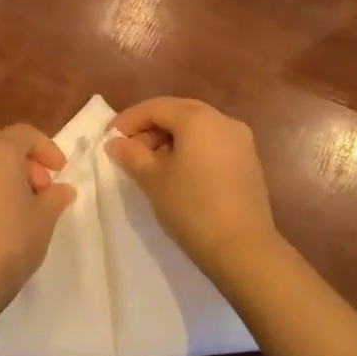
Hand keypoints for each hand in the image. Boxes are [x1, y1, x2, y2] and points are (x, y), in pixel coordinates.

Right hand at [106, 98, 278, 278]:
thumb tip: (116, 143)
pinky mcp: (248, 161)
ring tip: (150, 164)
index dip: (128, 120)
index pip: (155, 107)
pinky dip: (190, 149)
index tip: (109, 139)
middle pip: (178, 112)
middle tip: (128, 149)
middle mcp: (222, 120)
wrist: (243, 248)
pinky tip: (177, 172)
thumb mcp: (152, 179)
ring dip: (170, 138)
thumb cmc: (191, 207)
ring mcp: (240, 140)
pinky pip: (212, 143)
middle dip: (150, 127)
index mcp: (198, 118)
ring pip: (197, 127)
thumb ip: (131, 155)